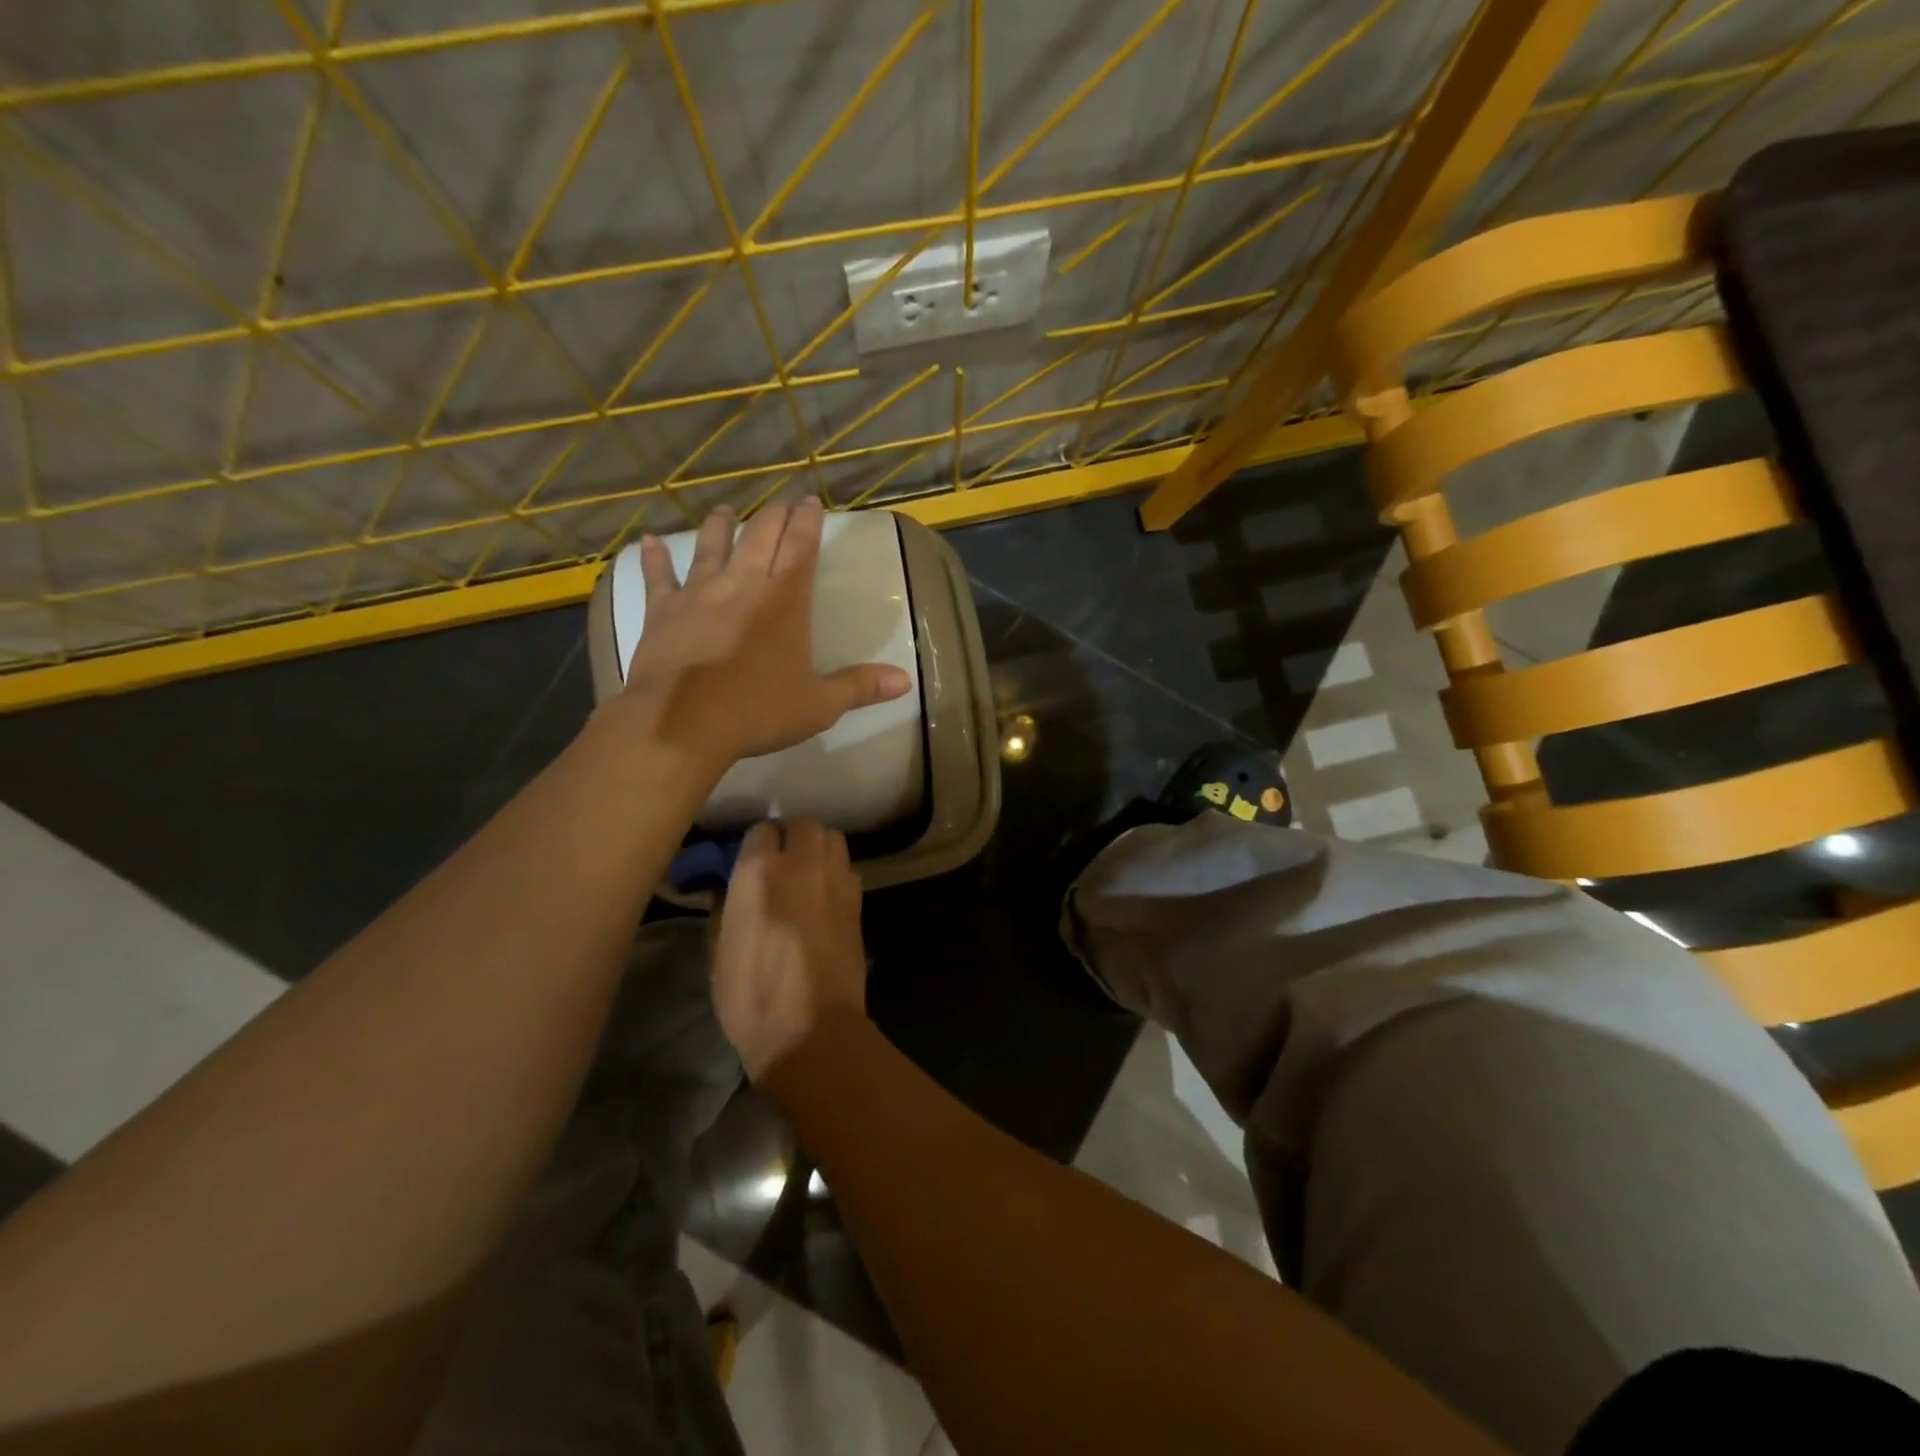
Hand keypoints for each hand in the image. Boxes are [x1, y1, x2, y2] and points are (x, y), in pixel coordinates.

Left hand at [620, 497, 911, 767]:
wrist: (683, 724)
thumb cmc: (758, 712)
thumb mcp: (820, 705)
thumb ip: (861, 687)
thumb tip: (905, 681)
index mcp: (784, 599)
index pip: (800, 546)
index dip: (807, 521)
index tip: (810, 501)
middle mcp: (742, 583)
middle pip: (760, 536)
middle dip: (774, 515)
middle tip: (781, 501)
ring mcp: (698, 593)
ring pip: (711, 546)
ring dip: (720, 526)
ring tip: (725, 510)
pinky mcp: (662, 610)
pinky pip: (658, 577)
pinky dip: (654, 558)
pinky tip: (647, 542)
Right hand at [711, 820, 867, 1077]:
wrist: (811, 1030)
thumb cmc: (751, 996)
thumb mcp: (719, 949)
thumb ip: (728, 904)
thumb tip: (735, 885)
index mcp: (760, 872)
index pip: (761, 830)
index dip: (755, 845)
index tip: (749, 862)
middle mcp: (802, 864)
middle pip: (804, 825)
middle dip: (792, 837)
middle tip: (781, 863)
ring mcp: (836, 880)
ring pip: (832, 839)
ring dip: (819, 849)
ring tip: (806, 874)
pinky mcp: (858, 901)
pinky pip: (847, 869)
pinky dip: (836, 873)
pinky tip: (825, 897)